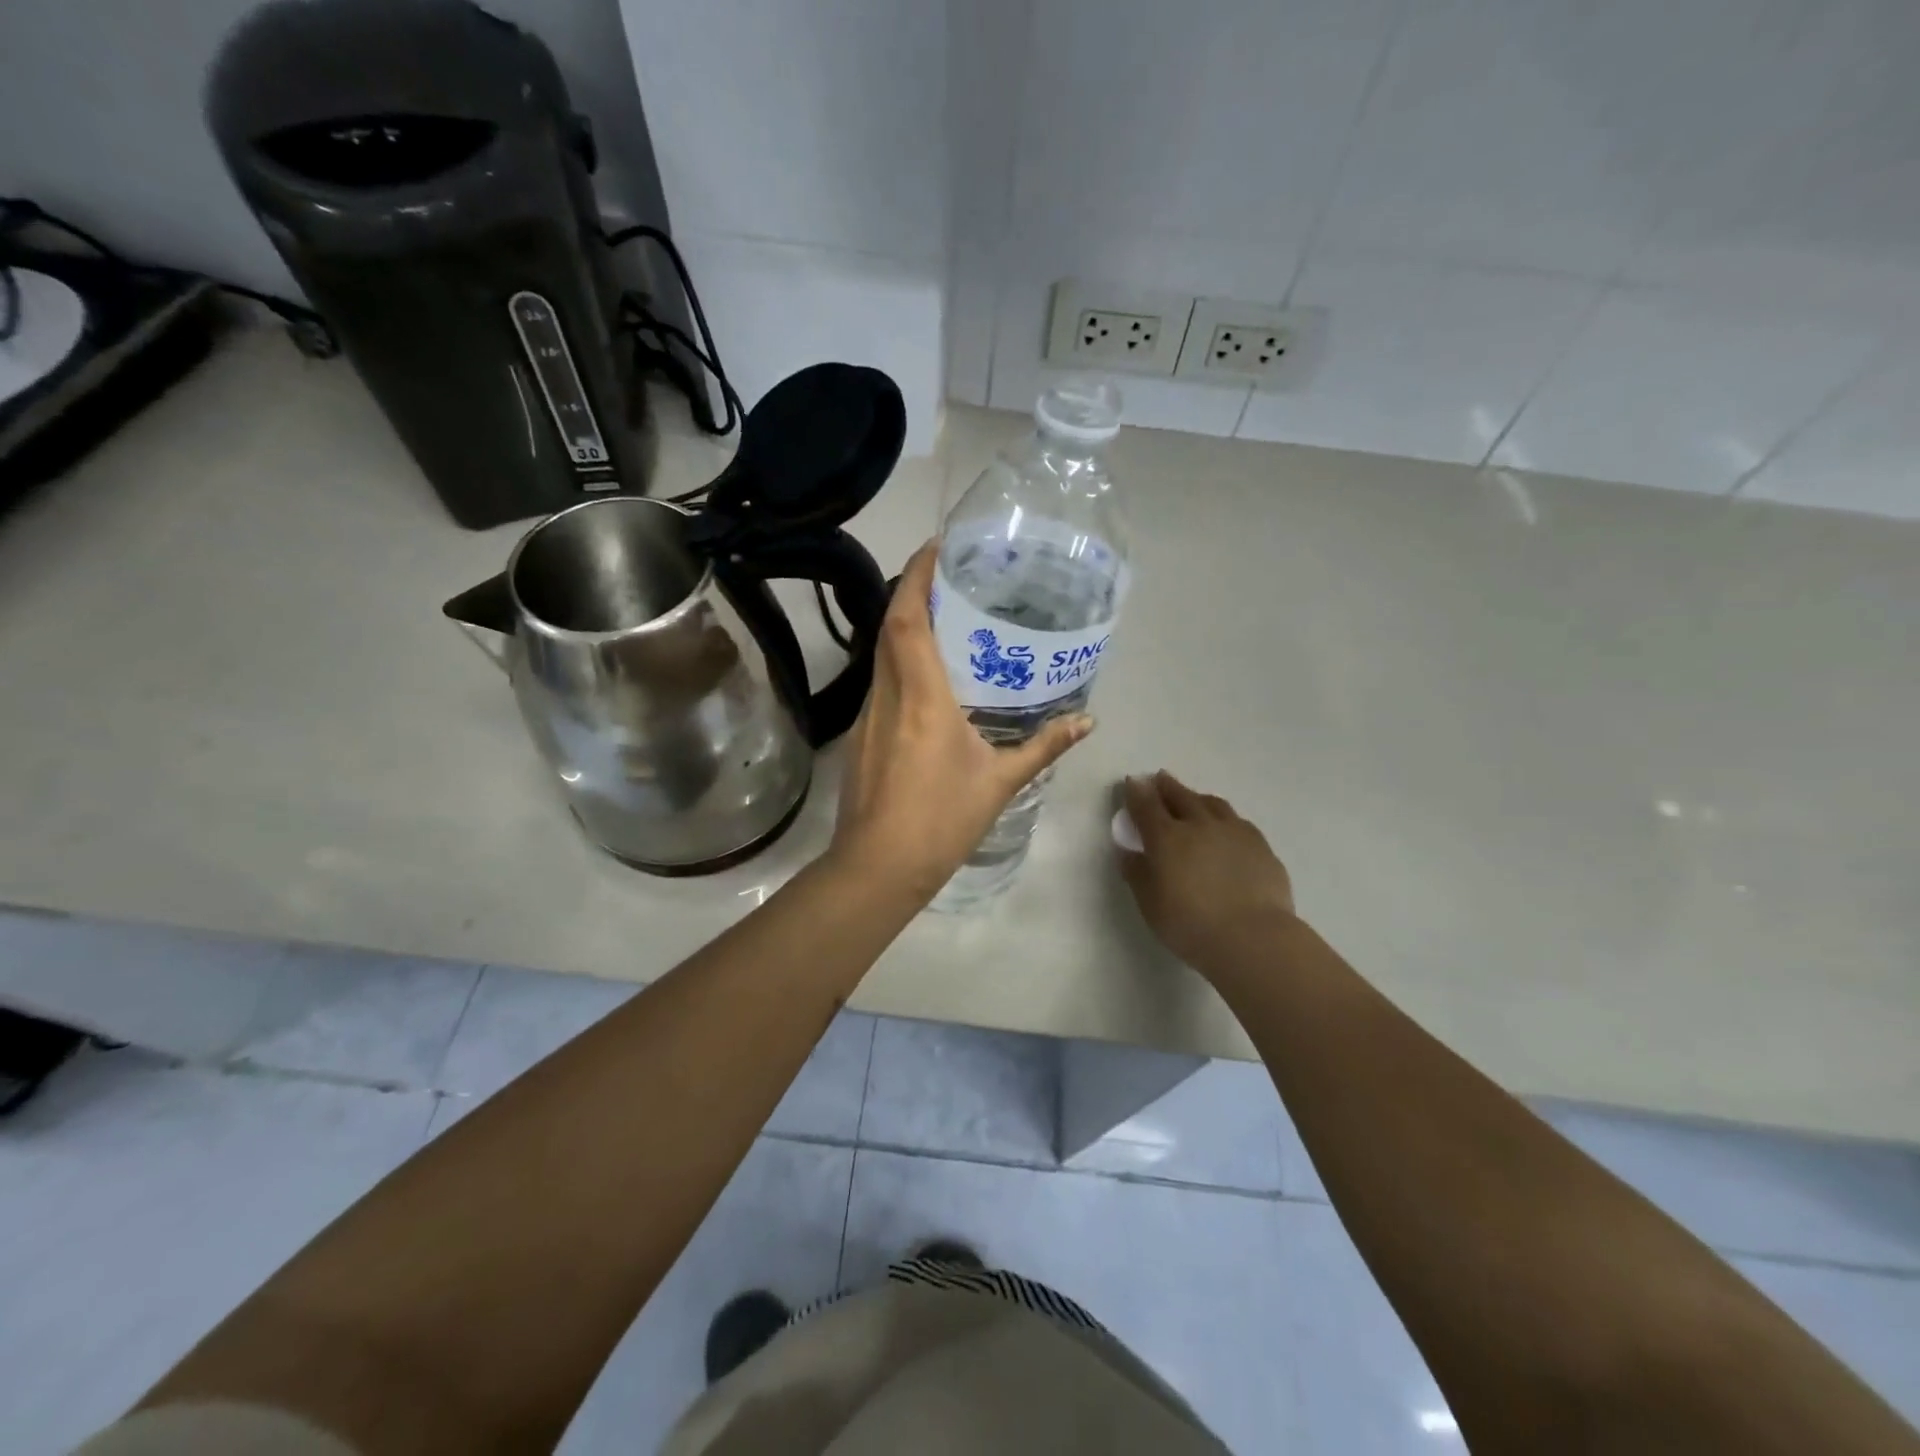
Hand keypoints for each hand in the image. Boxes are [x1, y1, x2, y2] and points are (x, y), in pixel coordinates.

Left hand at [829, 541, 1092, 901]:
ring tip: (944, 618)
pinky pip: (881, 681)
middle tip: (950, 578)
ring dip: (904, 626)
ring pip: (881, 654)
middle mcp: (888, 695)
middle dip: (912, 592)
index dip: (917, 577)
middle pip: (889, 627)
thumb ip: (1043, 747)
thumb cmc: (940, 821)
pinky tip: (927, 677)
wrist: (877, 868)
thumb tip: (1087, 722)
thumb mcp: (999, 782)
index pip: (906, 619)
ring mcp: (868, 715)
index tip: (937, 547)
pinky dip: (900, 662)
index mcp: (922, 697)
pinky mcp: (861, 735)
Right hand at [1117, 772, 1296, 973]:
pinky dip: (1224, 818)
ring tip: (1193, 798)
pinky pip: (1237, 822)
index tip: (1132, 781)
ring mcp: (1234, 832)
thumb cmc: (1190, 923)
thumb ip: (1137, 873)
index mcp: (1167, 837)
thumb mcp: (1150, 904)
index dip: (1136, 792)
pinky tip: (1226, 827)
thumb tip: (1129, 851)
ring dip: (1197, 797)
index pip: (1146, 806)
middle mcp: (1200, 825)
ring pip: (1213, 803)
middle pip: (1180, 796)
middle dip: (1166, 786)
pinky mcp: (1260, 845)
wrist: (1253, 937)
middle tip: (1159, 778)